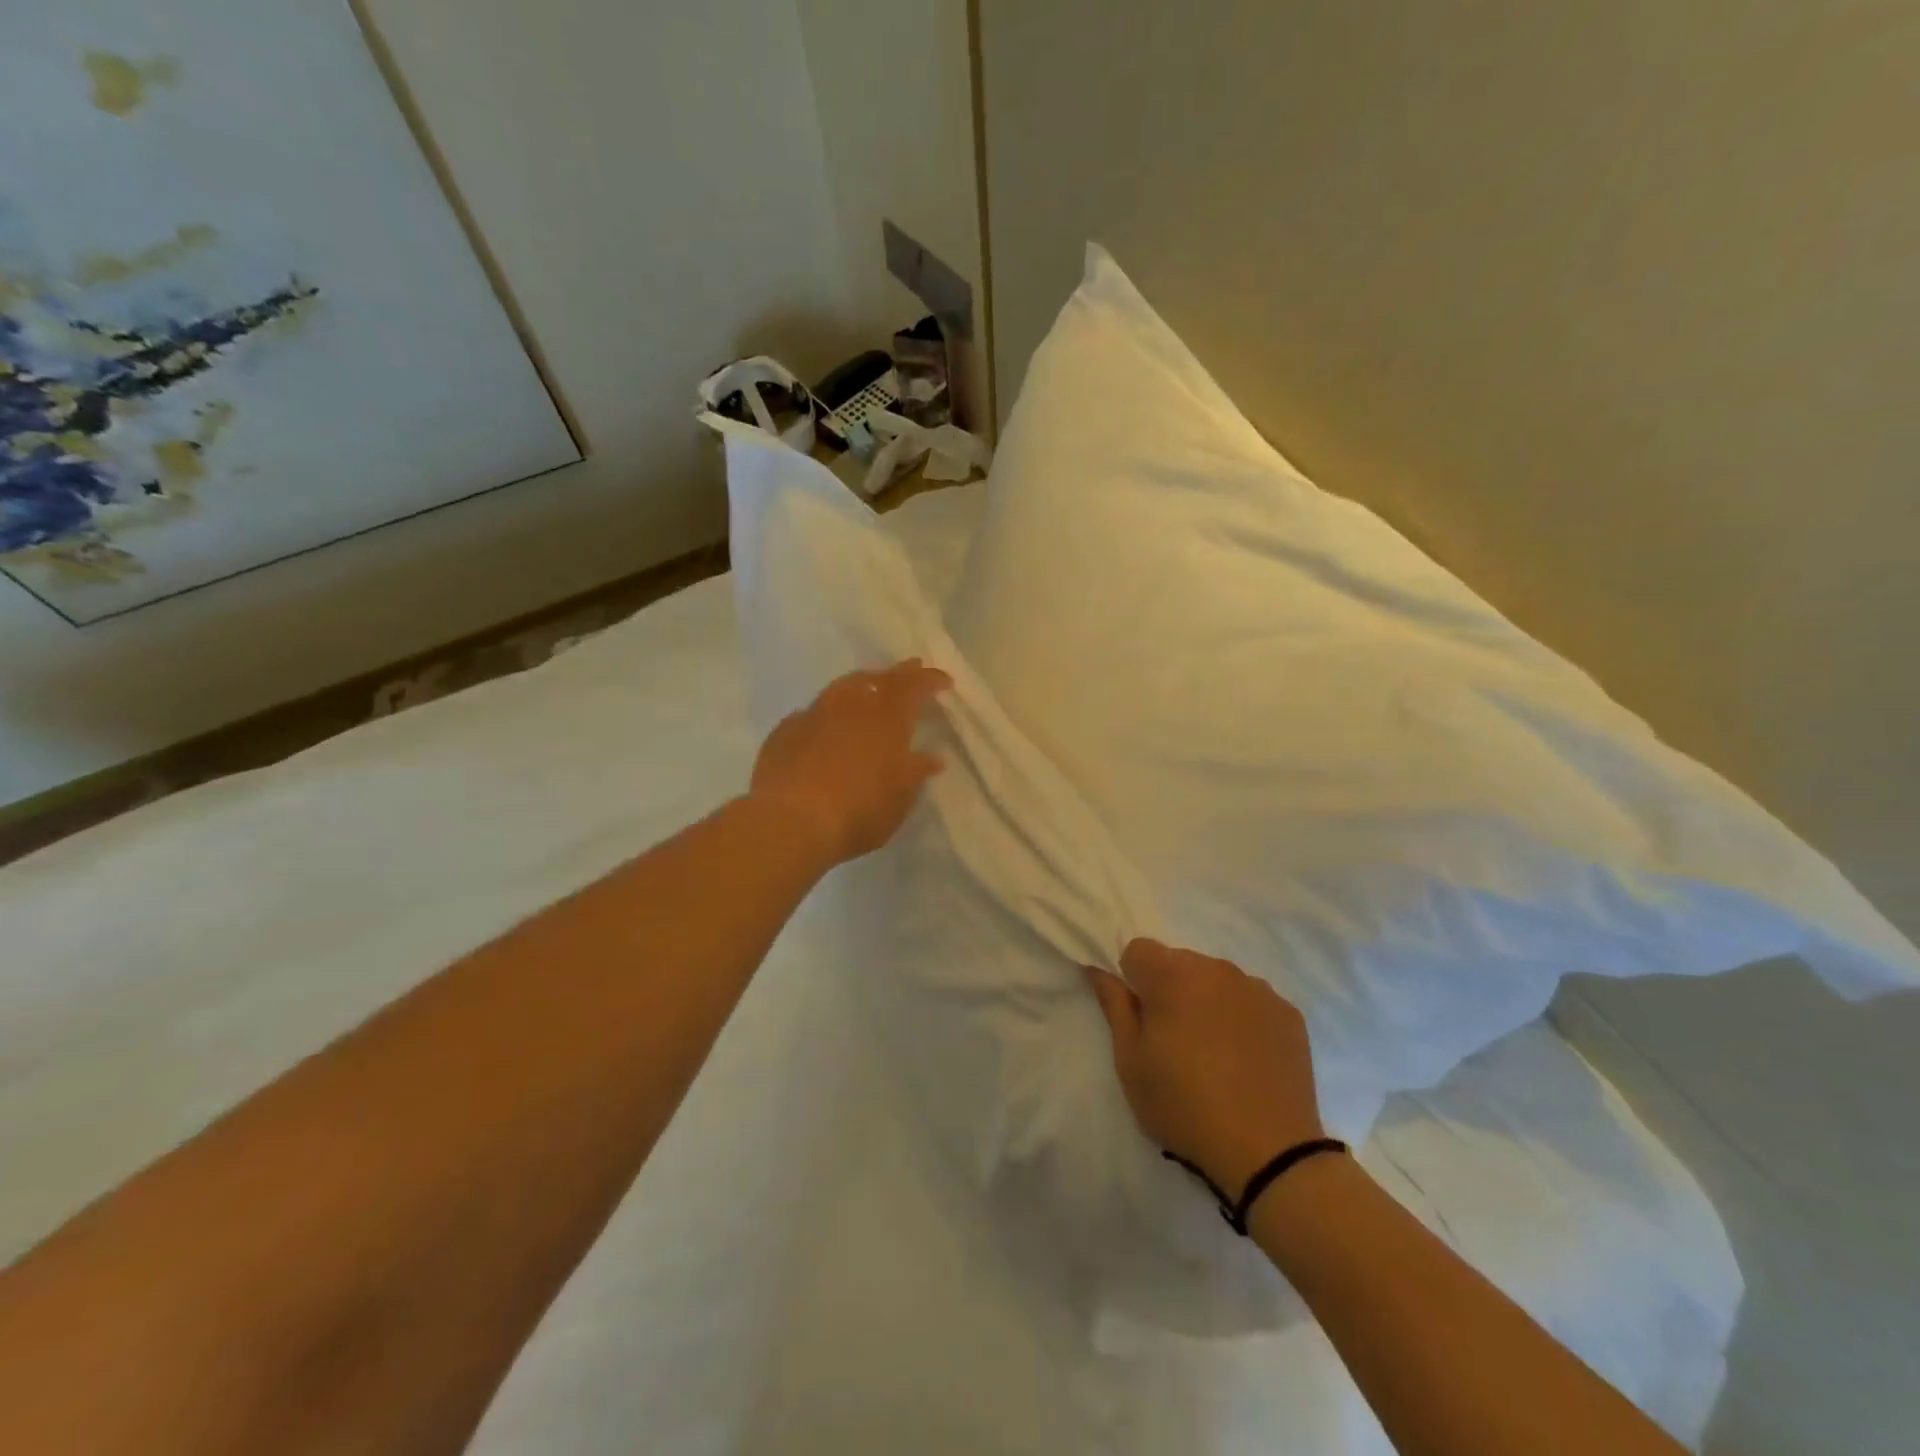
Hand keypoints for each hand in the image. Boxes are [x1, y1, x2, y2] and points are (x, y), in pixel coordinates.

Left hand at [749, 659, 950, 865]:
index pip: (914, 685)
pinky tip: (827, 724)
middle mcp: (851, 704)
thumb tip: (932, 757)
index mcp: (887, 716)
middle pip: (877, 679)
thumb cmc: (860, 810)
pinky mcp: (785, 731)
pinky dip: (828, 713)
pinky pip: (813, 713)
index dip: (930, 680)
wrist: (791, 822)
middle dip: (897, 675)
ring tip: (869, 688)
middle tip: (909, 671)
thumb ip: (916, 772)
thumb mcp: (901, 797)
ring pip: (842, 688)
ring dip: (860, 685)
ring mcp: (814, 714)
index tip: (944, 681)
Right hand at [1085, 939, 1324, 1197]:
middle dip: (1169, 988)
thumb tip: (1099, 970)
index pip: (1138, 949)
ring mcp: (1257, 989)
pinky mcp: (1288, 1013)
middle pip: (1179, 962)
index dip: (1132, 979)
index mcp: (1174, 976)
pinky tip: (1245, 1058)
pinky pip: (1250, 1000)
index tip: (1140, 1018)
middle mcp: (1217, 969)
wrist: (1268, 1153)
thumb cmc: (1184, 1106)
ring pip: (1216, 979)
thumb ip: (1115, 1006)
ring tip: (1213, 1052)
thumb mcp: (1131, 1062)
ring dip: (1206, 1000)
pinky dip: (1241, 1017)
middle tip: (1173, 1040)